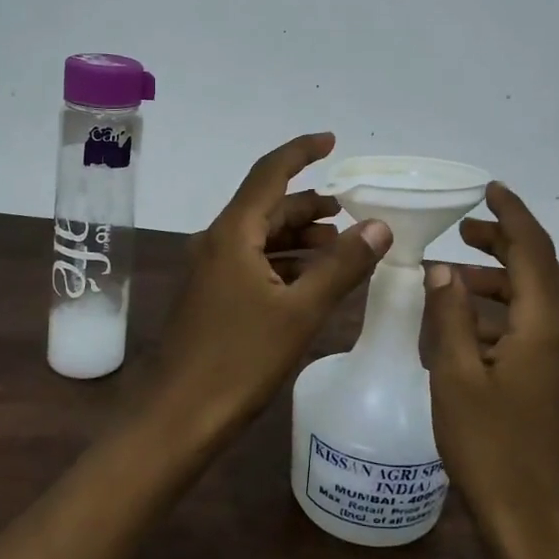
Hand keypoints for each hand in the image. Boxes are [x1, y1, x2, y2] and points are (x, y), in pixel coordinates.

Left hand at [156, 134, 390, 443]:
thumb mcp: (300, 312)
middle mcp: (217, 241)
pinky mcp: (212, 294)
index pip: (270, 173)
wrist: (180, 417)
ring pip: (261, 236)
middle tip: (354, 209)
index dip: (302, 151)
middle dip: (310, 203)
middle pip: (268, 205)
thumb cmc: (240, 360)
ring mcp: (210, 269)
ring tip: (341, 243)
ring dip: (300, 234)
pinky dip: (285, 260)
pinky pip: (253, 261)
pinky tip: (312, 278)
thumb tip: (379, 226)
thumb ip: (341, 266)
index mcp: (233, 233)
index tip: (333, 141)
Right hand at [420, 182, 558, 558]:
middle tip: (463, 232)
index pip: (533, 248)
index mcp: (548, 324)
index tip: (489, 188)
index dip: (511, 215)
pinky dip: (507, 318)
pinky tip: (471, 333)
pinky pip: (540, 332)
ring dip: (501, 285)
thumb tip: (444, 269)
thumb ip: (450, 314)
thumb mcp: (457, 377)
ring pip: (539, 303)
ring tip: (456, 280)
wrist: (546, 532)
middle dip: (503, 246)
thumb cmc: (494, 450)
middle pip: (540, 271)